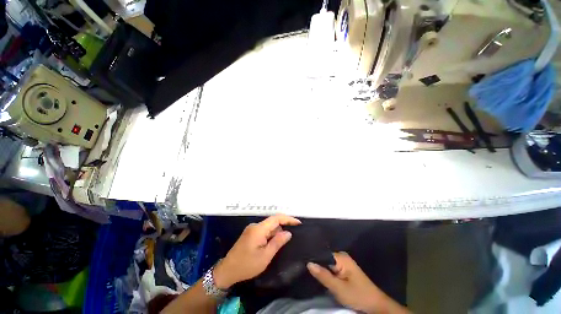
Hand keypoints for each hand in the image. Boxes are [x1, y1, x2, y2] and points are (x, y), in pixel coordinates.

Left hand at [213, 214, 300, 288]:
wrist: (227, 271)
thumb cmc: (247, 265)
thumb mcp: (265, 256)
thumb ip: (277, 242)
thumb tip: (288, 232)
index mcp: (258, 229)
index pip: (276, 218)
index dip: (288, 219)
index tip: (298, 223)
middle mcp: (255, 226)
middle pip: (272, 222)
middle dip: (283, 227)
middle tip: (292, 236)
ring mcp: (252, 229)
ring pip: (268, 227)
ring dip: (276, 232)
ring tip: (282, 243)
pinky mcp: (250, 233)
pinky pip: (264, 231)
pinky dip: (270, 235)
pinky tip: (273, 244)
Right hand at [307, 252, 409, 313]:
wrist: (375, 305)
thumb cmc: (358, 296)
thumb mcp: (339, 288)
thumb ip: (323, 275)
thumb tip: (308, 263)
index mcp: (341, 257)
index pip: (322, 253)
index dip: (312, 257)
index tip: (301, 259)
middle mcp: (341, 256)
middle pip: (323, 257)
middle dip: (315, 263)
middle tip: (302, 266)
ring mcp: (343, 263)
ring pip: (326, 263)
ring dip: (320, 268)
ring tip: (307, 269)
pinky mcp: (344, 269)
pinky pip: (331, 267)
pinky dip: (325, 272)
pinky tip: (318, 274)